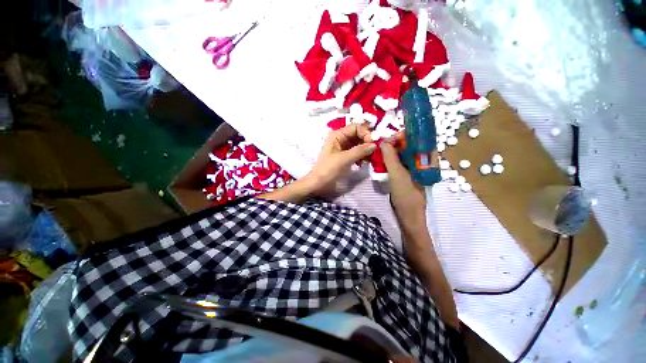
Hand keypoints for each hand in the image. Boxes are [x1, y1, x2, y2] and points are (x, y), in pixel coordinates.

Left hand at [303, 124, 376, 195]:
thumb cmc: (329, 169)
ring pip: (359, 144)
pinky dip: (361, 156)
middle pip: (358, 135)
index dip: (365, 133)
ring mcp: (343, 148)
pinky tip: (363, 163)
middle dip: (367, 142)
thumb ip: (360, 150)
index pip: (355, 127)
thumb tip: (374, 145)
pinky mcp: (345, 156)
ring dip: (365, 150)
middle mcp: (341, 139)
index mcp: (337, 135)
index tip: (372, 144)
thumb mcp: (344, 159)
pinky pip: (357, 152)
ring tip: (369, 159)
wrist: (319, 184)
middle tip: (374, 153)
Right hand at [380, 135, 427, 236]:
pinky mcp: (407, 174)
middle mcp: (422, 161)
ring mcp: (414, 168)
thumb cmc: (406, 195)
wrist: (408, 215)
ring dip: (392, 151)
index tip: (389, 138)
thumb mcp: (397, 175)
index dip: (404, 135)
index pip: (418, 139)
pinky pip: (399, 162)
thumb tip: (383, 141)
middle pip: (409, 145)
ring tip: (380, 150)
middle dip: (395, 143)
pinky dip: (391, 159)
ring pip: (403, 154)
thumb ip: (391, 157)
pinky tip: (382, 160)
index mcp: (426, 159)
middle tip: (381, 144)